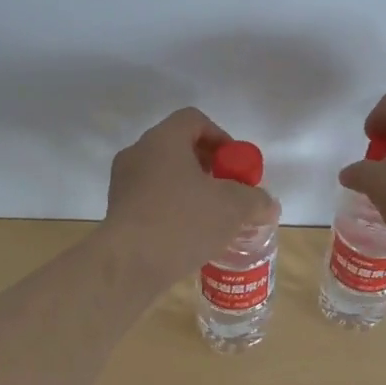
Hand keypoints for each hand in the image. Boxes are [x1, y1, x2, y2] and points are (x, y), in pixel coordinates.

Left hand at [102, 108, 277, 282]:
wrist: (128, 264)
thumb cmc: (182, 221)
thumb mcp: (232, 208)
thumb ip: (255, 200)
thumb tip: (268, 205)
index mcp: (163, 140)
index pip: (194, 119)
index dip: (221, 137)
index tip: (236, 166)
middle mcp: (138, 153)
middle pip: (179, 147)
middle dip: (208, 167)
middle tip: (228, 191)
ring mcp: (123, 183)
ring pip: (164, 175)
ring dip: (190, 190)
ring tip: (211, 217)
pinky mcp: (117, 211)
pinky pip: (151, 199)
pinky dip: (172, 208)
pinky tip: (189, 235)